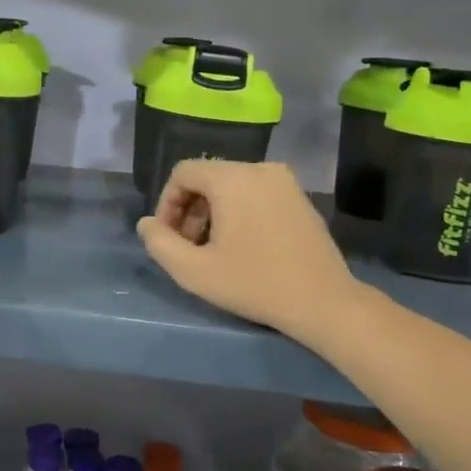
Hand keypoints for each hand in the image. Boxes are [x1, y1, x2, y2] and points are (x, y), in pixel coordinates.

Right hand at [137, 160, 359, 338]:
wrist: (323, 302)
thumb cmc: (254, 284)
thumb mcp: (194, 271)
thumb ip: (160, 243)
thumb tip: (147, 224)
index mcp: (232, 178)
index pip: (183, 172)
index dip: (166, 203)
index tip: (168, 238)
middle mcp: (260, 168)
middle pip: (208, 177)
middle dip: (190, 210)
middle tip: (188, 248)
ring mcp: (285, 181)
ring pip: (232, 185)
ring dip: (213, 212)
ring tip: (213, 250)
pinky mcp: (300, 198)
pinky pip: (256, 193)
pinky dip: (240, 211)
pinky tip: (243, 246)